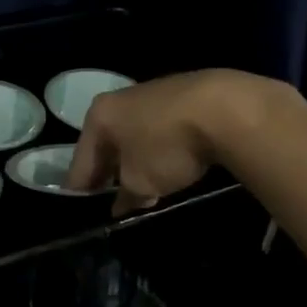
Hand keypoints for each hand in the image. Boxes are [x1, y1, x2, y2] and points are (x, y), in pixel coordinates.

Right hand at [66, 69, 281, 214]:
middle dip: (110, 174)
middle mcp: (118, 100)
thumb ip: (127, 197)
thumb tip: (121, 207)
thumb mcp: (141, 182)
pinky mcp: (181, 95)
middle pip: (106, 145)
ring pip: (133, 136)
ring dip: (136, 161)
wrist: (226, 109)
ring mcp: (151, 94)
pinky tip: (172, 165)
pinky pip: (159, 129)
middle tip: (114, 202)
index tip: (83, 212)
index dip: (81, 190)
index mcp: (98, 117)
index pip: (80, 161)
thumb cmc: (167, 145)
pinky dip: (159, 148)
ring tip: (146, 188)